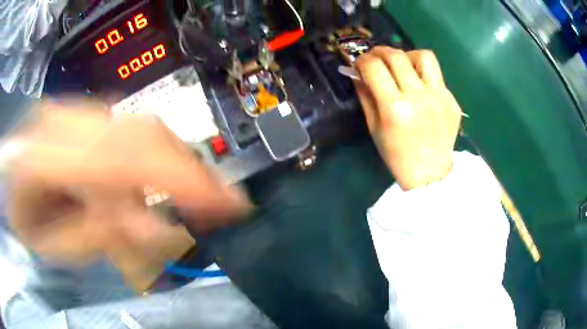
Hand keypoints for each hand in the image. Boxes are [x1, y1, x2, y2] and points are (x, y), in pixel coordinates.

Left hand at [8, 100, 249, 262]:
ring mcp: (80, 107)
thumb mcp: (61, 246)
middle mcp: (69, 119)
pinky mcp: (88, 108)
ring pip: (143, 124)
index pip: (124, 160)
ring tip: (198, 193)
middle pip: (143, 132)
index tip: (231, 205)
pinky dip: (158, 152)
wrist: (11, 175)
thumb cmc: (29, 221)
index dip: (183, 180)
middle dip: (191, 170)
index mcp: (49, 156)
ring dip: (177, 161)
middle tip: (225, 201)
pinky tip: (164, 175)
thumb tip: (157, 225)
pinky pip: (132, 125)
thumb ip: (104, 235)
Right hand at [354, 47, 461, 189]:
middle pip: (397, 56)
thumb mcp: (374, 128)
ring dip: (408, 56)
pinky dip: (424, 76)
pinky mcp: (452, 100)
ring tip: (403, 68)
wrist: (430, 174)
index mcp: (395, 108)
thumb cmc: (397, 156)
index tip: (359, 64)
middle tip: (376, 58)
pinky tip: (421, 90)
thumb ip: (366, 97)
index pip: (374, 68)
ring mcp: (440, 97)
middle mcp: (419, 97)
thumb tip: (358, 74)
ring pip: (424, 56)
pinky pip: (437, 76)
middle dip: (380, 52)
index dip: (362, 60)